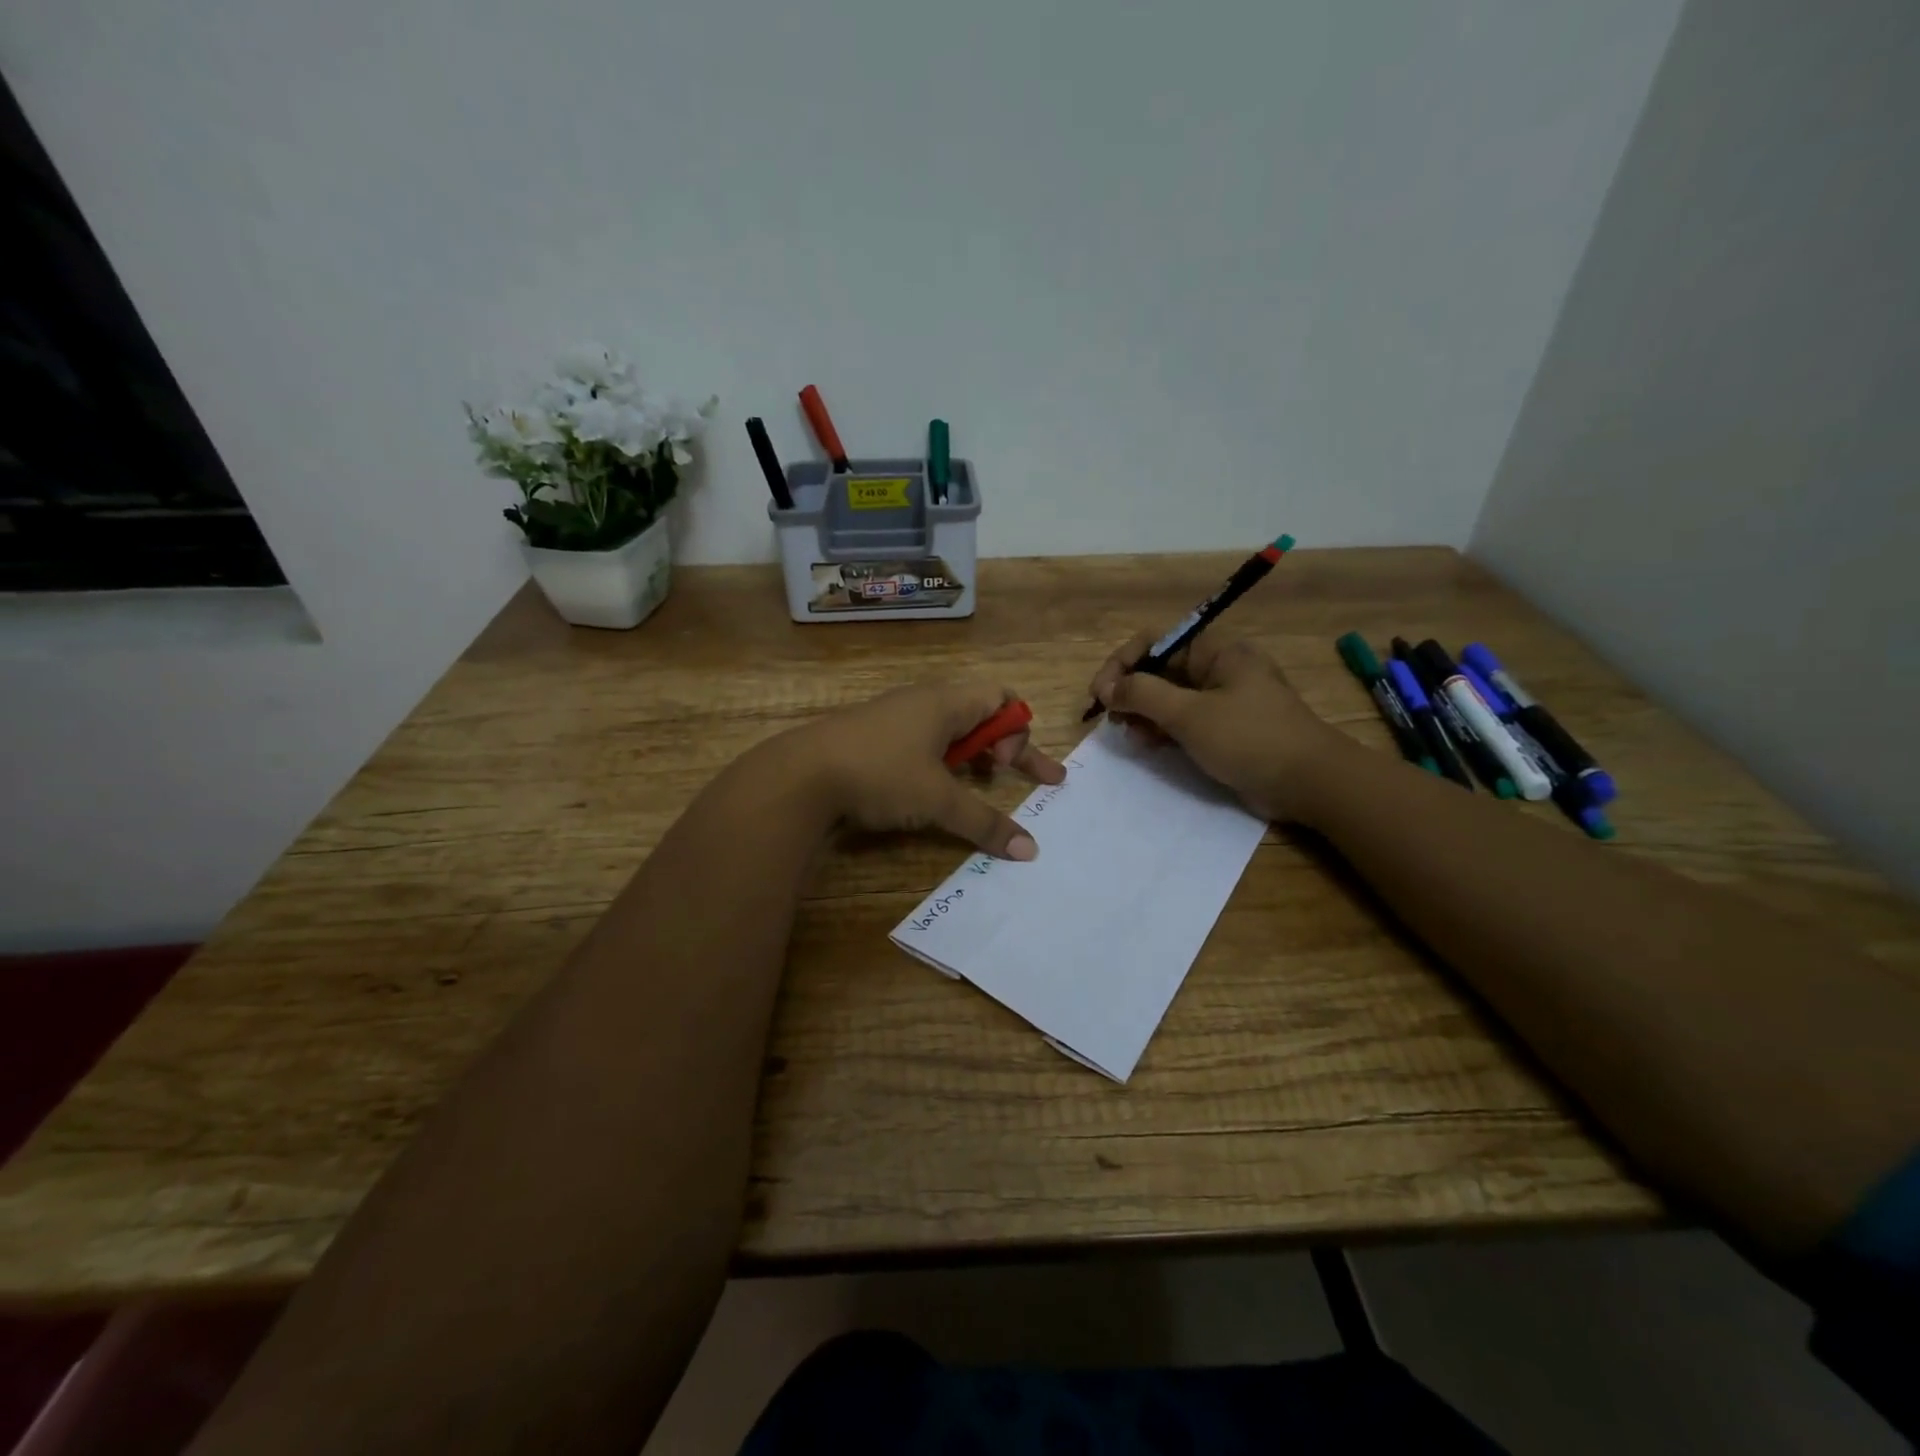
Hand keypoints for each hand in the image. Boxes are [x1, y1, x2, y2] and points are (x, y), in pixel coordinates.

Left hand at [787, 679, 1066, 858]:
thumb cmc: (880, 774)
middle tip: (1020, 774)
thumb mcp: (937, 801)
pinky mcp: (871, 736)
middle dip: (1005, 744)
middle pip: (979, 713)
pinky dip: (940, 760)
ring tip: (978, 781)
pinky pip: (921, 740)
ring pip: (948, 728)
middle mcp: (923, 701)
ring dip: (971, 753)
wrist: (801, 774)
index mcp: (946, 702)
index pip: (1002, 698)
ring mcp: (894, 716)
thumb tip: (1029, 851)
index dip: (1017, 731)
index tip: (1007, 767)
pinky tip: (929, 788)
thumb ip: (985, 823)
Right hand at [1090, 630, 1346, 821]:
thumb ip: (1143, 695)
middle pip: (1160, 669)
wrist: (1309, 783)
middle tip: (1110, 719)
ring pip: (1169, 697)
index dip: (1122, 664)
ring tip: (1131, 735)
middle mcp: (1218, 669)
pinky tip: (1149, 745)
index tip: (1101, 694)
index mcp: (1216, 651)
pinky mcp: (1225, 728)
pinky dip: (1163, 730)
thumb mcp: (1189, 715)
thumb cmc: (1249, 738)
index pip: (1155, 641)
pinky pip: (1183, 721)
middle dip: (1130, 691)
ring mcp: (1223, 700)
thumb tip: (1108, 687)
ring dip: (1143, 713)